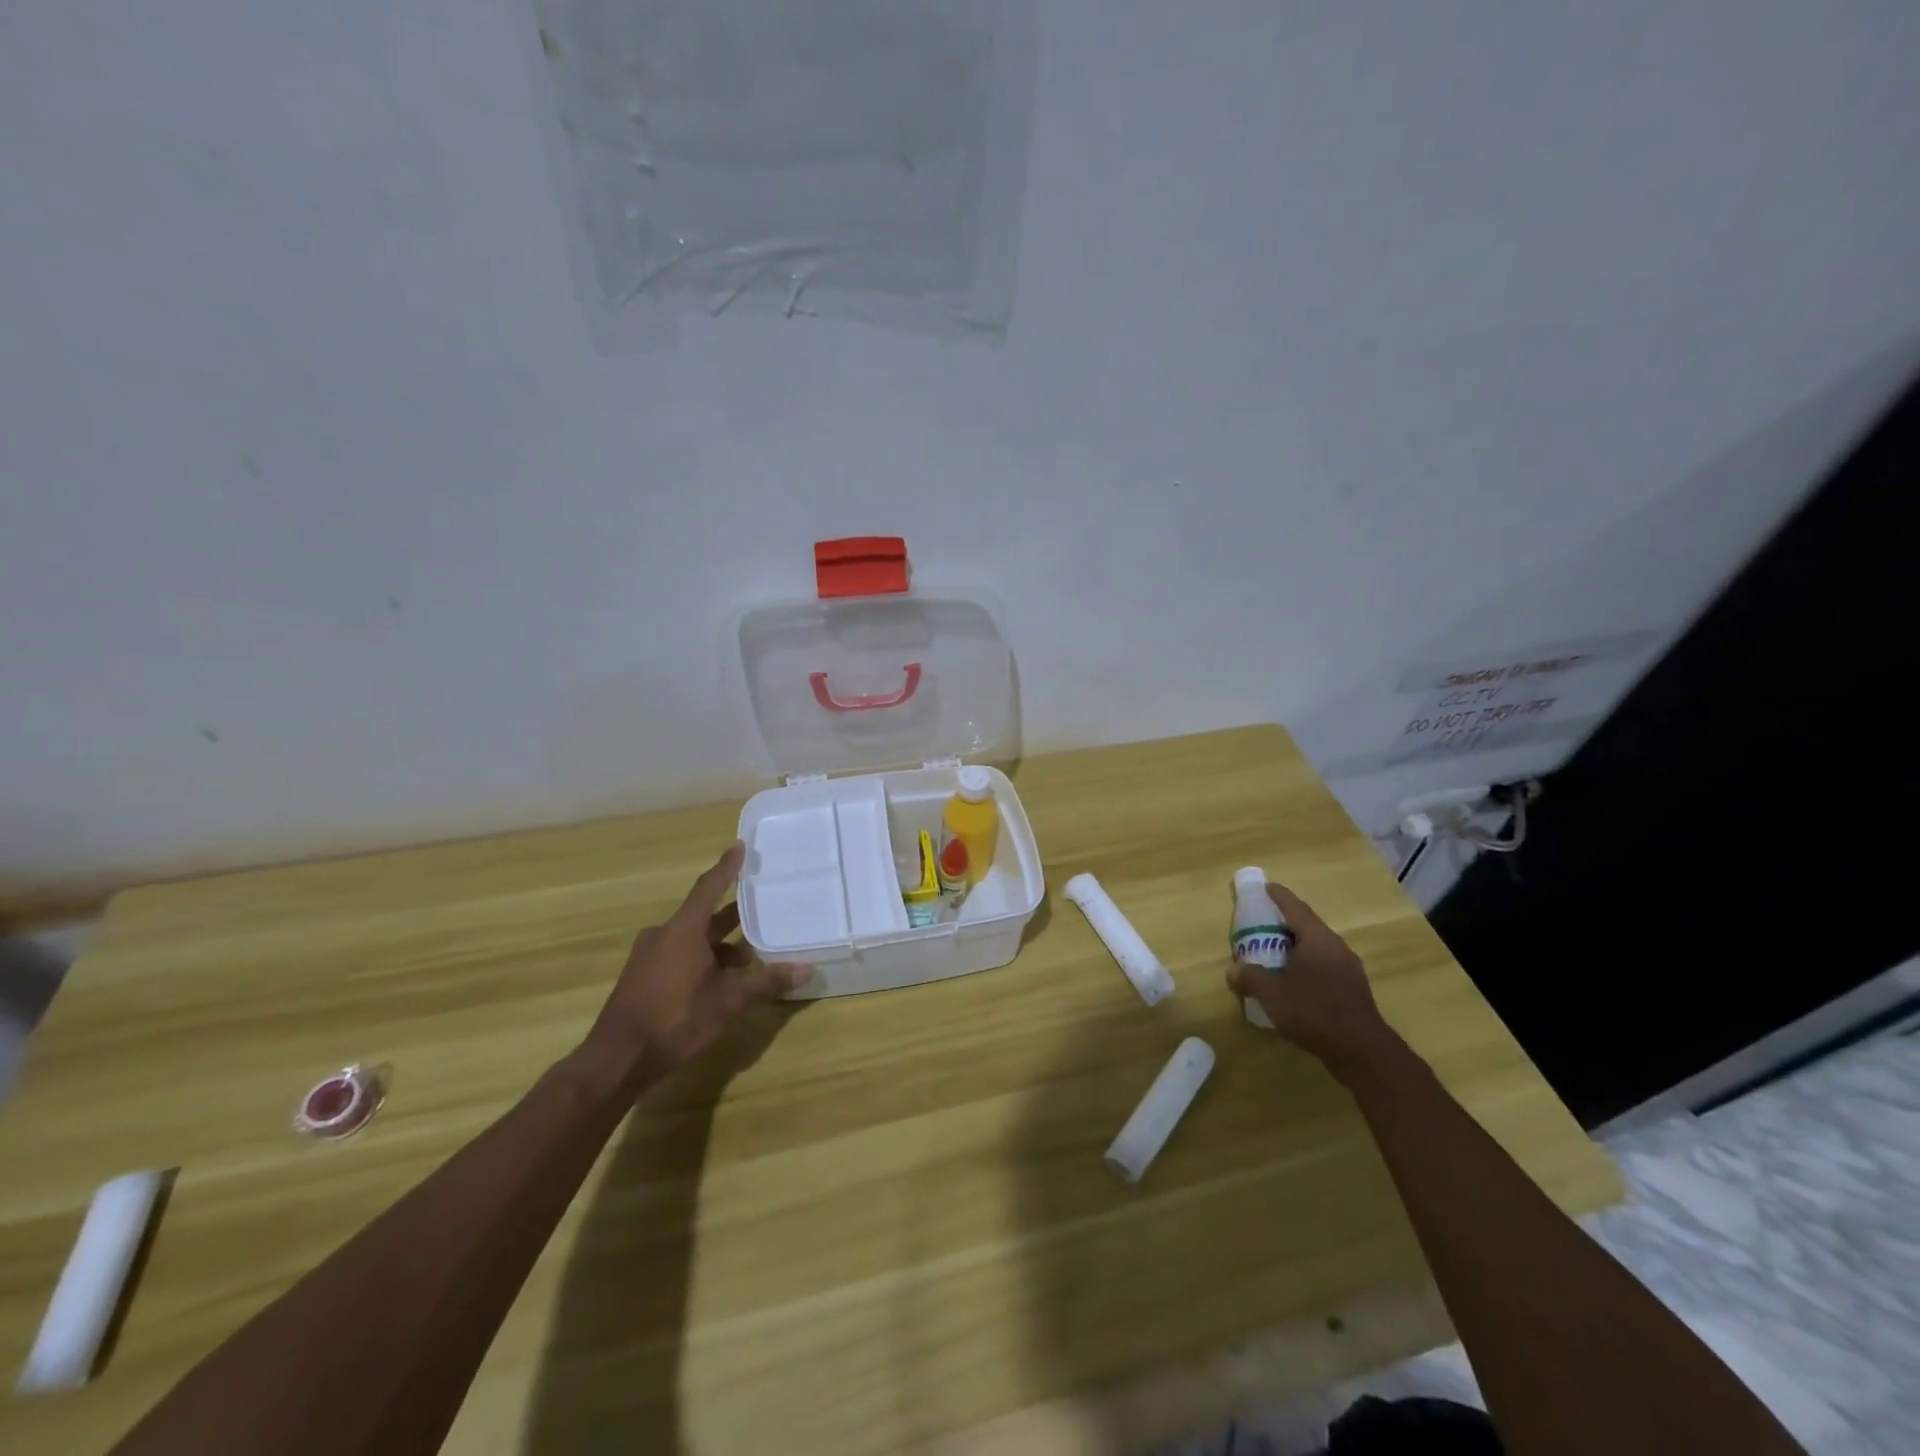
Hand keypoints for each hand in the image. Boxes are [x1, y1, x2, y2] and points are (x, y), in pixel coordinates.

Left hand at [585, 841, 809, 1074]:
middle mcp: (664, 934)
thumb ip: (765, 982)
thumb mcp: (728, 1002)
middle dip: (732, 914)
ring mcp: (648, 956)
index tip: (740, 846)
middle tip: (760, 907)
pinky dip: (702, 959)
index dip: (727, 867)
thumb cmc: (675, 1019)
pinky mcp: (641, 977)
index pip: (710, 887)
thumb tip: (806, 970)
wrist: (616, 1059)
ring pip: (692, 939)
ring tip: (748, 959)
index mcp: (684, 930)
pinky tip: (719, 982)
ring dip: (719, 944)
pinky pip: (678, 955)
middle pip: (703, 914)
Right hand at [1226, 882, 1402, 1082]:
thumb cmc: (1314, 1013)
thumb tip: (1233, 971)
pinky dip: (1306, 964)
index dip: (1279, 896)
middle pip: (1307, 926)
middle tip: (1263, 924)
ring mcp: (1348, 968)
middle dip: (1285, 923)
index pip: (1295, 908)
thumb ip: (1250, 978)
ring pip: (1317, 947)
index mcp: (1317, 939)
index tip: (1266, 887)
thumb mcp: (1273, 995)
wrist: (1362, 1052)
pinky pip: (1325, 965)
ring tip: (1275, 953)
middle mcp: (1336, 947)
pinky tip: (1294, 981)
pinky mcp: (1353, 989)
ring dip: (1296, 946)